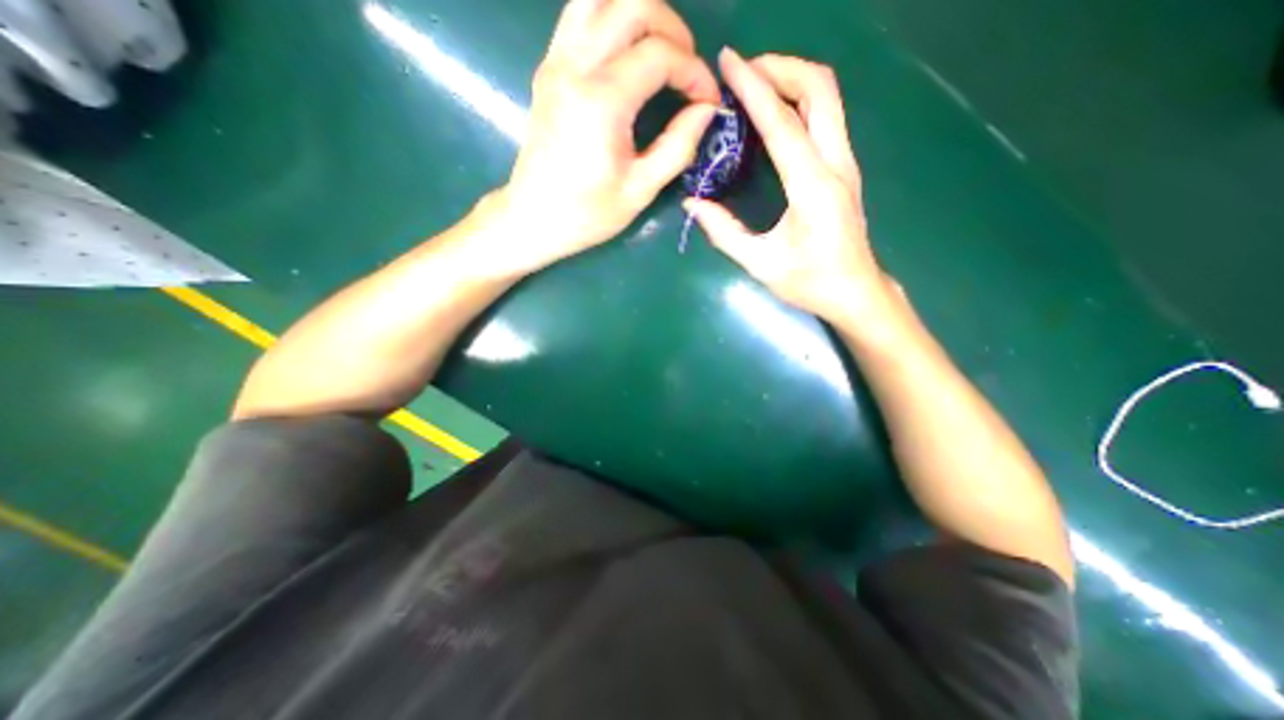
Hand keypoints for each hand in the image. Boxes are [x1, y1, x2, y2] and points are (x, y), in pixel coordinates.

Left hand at [491, 0, 717, 273]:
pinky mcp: (548, 67)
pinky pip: (581, 15)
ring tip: (660, 53)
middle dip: (674, 31)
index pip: (660, 54)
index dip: (694, 71)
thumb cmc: (588, 213)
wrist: (533, 218)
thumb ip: (678, 146)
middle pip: (633, 6)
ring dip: (640, 16)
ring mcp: (556, 61)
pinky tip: (627, 54)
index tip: (708, 101)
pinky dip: (612, 20)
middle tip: (687, 71)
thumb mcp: (641, 190)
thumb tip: (706, 110)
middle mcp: (575, 66)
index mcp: (601, 102)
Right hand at [686, 50, 894, 331]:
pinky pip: (826, 116)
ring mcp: (845, 162)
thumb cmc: (810, 283)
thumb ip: (724, 233)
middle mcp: (836, 164)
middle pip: (820, 89)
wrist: (855, 292)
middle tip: (743, 71)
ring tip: (755, 83)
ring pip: (828, 97)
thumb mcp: (761, 264)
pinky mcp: (844, 167)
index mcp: (813, 188)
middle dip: (781, 67)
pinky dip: (800, 99)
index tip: (729, 62)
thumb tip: (693, 203)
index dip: (754, 88)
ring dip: (792, 78)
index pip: (783, 124)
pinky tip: (775, 111)